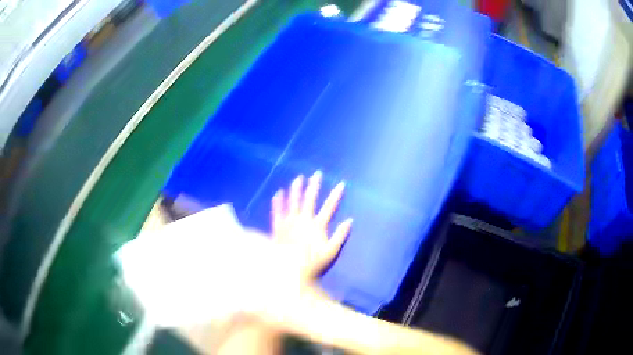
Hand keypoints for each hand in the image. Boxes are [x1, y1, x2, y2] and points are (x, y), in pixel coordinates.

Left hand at [271, 171, 352, 281]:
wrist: (290, 272)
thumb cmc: (312, 264)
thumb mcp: (331, 252)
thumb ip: (340, 236)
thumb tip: (350, 220)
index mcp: (316, 226)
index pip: (329, 207)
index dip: (336, 195)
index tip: (341, 183)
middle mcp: (302, 220)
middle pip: (309, 199)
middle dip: (314, 186)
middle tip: (316, 174)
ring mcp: (289, 223)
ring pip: (292, 202)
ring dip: (295, 189)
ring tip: (298, 178)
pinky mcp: (278, 228)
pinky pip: (277, 212)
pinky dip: (277, 202)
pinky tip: (277, 193)